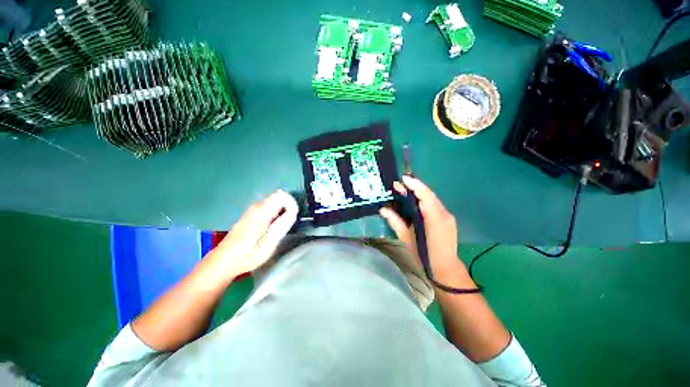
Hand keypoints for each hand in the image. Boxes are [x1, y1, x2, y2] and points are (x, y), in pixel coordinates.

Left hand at [212, 190, 298, 279]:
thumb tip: (293, 213)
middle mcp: (256, 207)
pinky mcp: (251, 213)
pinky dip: (276, 210)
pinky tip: (274, 224)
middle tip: (290, 221)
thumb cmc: (247, 255)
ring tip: (283, 224)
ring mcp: (252, 209)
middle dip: (289, 206)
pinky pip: (269, 205)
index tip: (294, 217)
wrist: (225, 260)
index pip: (282, 197)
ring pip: (274, 200)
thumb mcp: (268, 244)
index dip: (292, 204)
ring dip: (283, 208)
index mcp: (261, 213)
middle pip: (279, 196)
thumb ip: (282, 226)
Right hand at [379, 176, 464, 277]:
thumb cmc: (424, 255)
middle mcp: (444, 214)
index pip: (425, 196)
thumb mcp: (406, 238)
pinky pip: (434, 205)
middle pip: (429, 195)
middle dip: (414, 187)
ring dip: (418, 193)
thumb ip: (395, 221)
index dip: (415, 185)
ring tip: (404, 191)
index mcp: (434, 219)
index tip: (403, 179)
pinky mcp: (448, 219)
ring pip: (432, 199)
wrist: (445, 269)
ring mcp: (448, 216)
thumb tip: (383, 209)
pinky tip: (414, 202)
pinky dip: (423, 200)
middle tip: (399, 184)